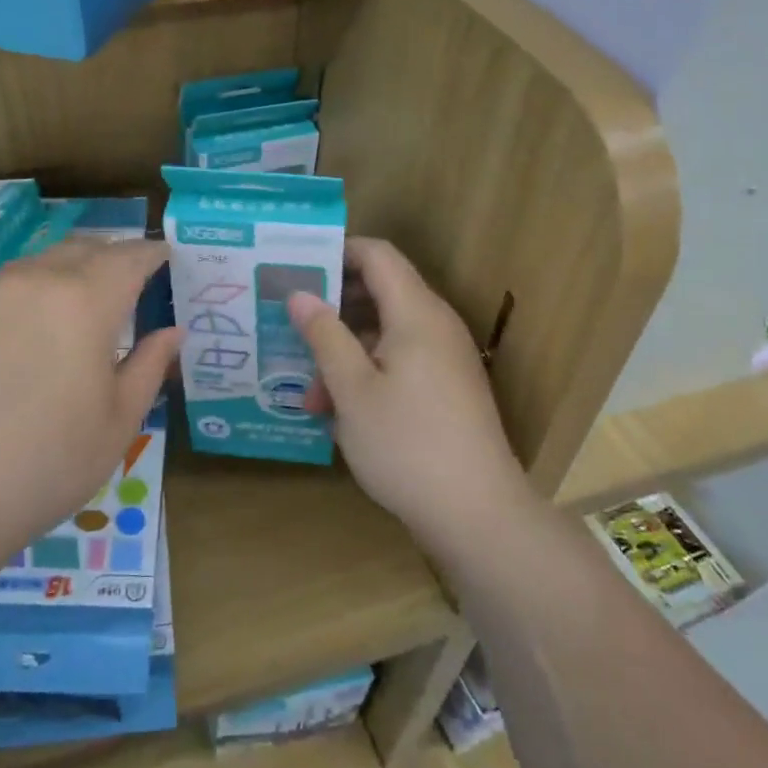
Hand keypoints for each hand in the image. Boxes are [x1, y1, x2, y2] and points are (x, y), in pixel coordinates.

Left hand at [0, 238, 178, 582]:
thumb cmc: (47, 465)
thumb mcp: (118, 422)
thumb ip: (149, 366)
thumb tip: (172, 332)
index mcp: (83, 301)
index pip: (129, 257)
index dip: (153, 254)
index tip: (169, 259)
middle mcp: (35, 280)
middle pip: (84, 249)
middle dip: (114, 257)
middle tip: (131, 284)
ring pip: (42, 262)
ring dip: (71, 271)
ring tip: (82, 306)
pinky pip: (6, 283)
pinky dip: (33, 289)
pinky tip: (30, 329)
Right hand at [288, 238, 533, 558]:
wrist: (478, 515)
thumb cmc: (407, 444)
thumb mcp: (352, 389)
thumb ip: (324, 335)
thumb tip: (299, 294)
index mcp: (416, 313)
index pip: (377, 255)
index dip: (337, 252)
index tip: (296, 267)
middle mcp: (436, 325)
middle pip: (380, 292)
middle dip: (332, 308)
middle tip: (289, 324)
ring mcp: (445, 358)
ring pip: (385, 333)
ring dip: (344, 351)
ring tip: (306, 390)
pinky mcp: (447, 389)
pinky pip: (400, 360)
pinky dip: (366, 372)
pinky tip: (336, 410)